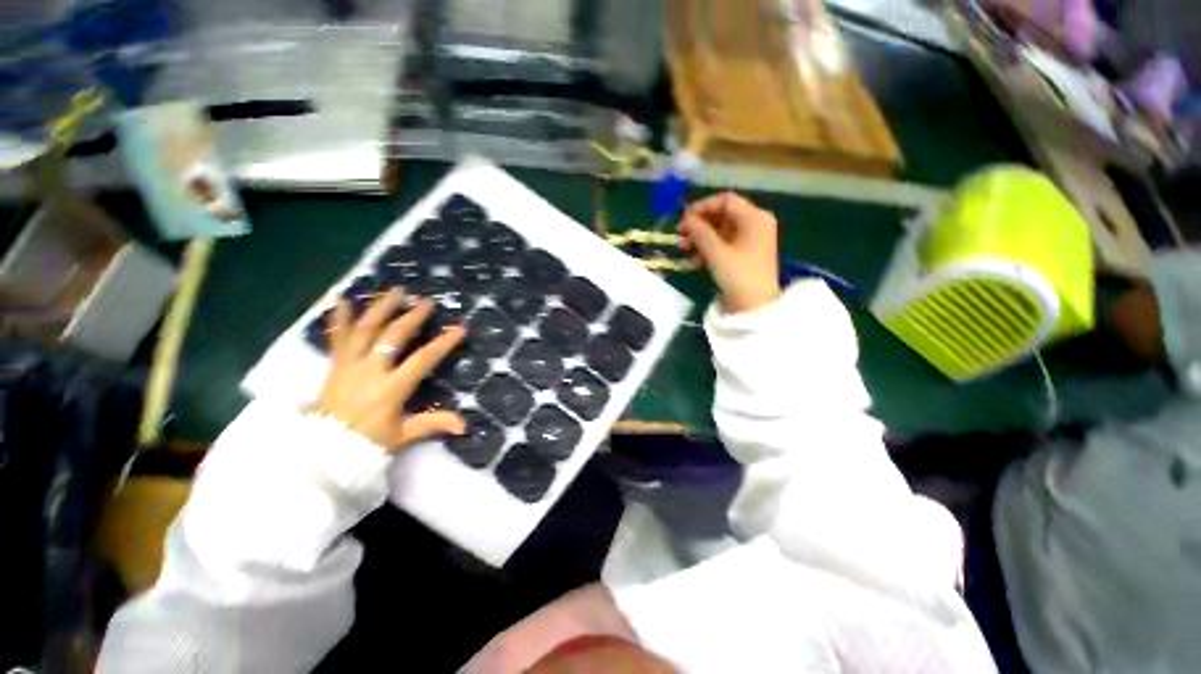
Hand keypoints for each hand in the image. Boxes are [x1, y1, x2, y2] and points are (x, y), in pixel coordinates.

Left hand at [315, 289, 466, 452]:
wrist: (322, 452)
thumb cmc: (367, 443)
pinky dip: (339, 319)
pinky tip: (342, 300)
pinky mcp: (334, 365)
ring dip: (382, 308)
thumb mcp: (404, 435)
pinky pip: (336, 338)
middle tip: (427, 301)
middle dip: (412, 316)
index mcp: (391, 388)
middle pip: (393, 336)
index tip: (459, 328)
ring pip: (366, 330)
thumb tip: (465, 426)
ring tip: (396, 290)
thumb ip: (434, 424)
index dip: (442, 343)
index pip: (422, 359)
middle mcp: (370, 370)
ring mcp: (349, 365)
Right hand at [679, 191, 779, 313]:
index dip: (703, 206)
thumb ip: (700, 232)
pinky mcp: (746, 254)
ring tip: (682, 248)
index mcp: (754, 218)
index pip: (726, 201)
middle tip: (680, 234)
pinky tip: (694, 262)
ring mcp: (751, 240)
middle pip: (722, 216)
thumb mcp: (716, 252)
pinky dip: (709, 249)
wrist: (754, 306)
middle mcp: (755, 224)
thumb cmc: (738, 275)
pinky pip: (725, 244)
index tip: (684, 218)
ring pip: (721, 231)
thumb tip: (687, 218)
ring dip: (701, 238)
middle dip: (700, 225)